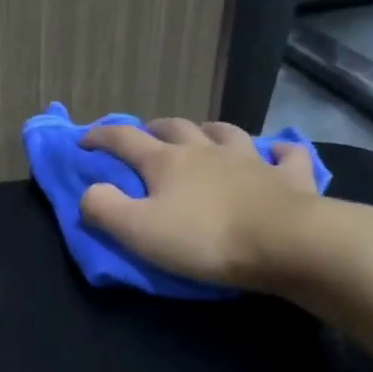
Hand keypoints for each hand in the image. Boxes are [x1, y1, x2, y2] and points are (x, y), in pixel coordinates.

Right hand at [78, 118, 372, 301]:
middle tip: (145, 136)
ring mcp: (251, 160)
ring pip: (226, 132)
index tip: (83, 140)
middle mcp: (207, 151)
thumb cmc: (204, 238)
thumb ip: (103, 208)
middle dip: (154, 128)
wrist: (284, 243)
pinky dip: (277, 150)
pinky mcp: (289, 177)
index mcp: (167, 162)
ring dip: (209, 130)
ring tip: (203, 135)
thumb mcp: (138, 230)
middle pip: (176, 128)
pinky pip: (285, 154)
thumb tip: (88, 192)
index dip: (100, 136)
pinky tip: (276, 152)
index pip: (124, 139)